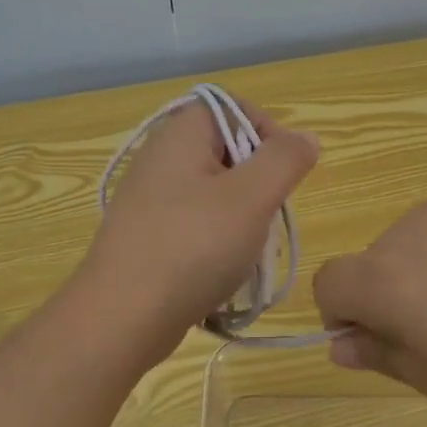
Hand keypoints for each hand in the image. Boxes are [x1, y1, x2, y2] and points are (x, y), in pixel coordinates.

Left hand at [80, 95, 319, 355]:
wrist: (121, 318)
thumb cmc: (192, 247)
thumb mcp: (251, 197)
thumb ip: (284, 159)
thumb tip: (305, 138)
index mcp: (181, 135)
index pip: (233, 108)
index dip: (267, 132)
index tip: (283, 174)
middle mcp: (160, 157)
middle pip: (225, 150)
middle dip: (257, 182)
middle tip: (264, 216)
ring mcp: (148, 198)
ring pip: (213, 190)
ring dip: (240, 216)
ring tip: (245, 249)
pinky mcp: (145, 234)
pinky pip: (193, 222)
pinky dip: (215, 239)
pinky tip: (220, 269)